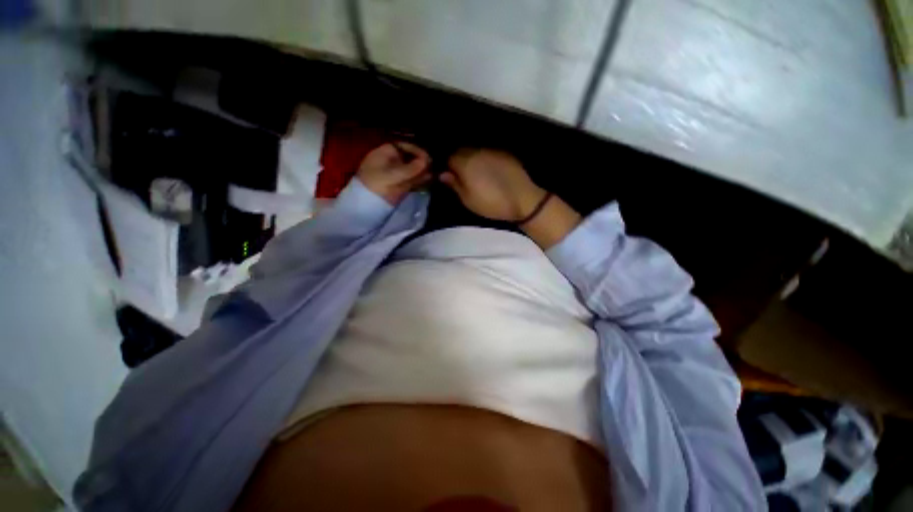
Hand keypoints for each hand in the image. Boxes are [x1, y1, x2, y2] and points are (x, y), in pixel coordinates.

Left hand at [357, 143, 431, 204]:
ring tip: (433, 174)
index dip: (416, 151)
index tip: (427, 158)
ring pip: (412, 170)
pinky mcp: (399, 185)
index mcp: (385, 153)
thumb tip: (426, 161)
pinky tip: (428, 180)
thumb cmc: (375, 184)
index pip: (404, 147)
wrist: (366, 204)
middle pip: (410, 158)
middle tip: (433, 167)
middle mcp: (392, 161)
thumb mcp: (392, 175)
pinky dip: (420, 180)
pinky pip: (412, 180)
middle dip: (421, 163)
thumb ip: (410, 168)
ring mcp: (396, 174)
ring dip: (422, 172)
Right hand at [440, 149, 545, 221]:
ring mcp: (492, 150)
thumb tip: (443, 174)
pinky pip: (489, 152)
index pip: (449, 158)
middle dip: (459, 160)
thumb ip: (455, 185)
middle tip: (462, 176)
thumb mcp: (468, 200)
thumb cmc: (492, 203)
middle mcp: (477, 151)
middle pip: (461, 151)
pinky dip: (485, 158)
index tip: (450, 177)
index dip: (448, 167)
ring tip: (476, 173)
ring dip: (472, 159)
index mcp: (465, 163)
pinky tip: (490, 170)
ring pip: (475, 150)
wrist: (522, 200)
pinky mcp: (505, 153)